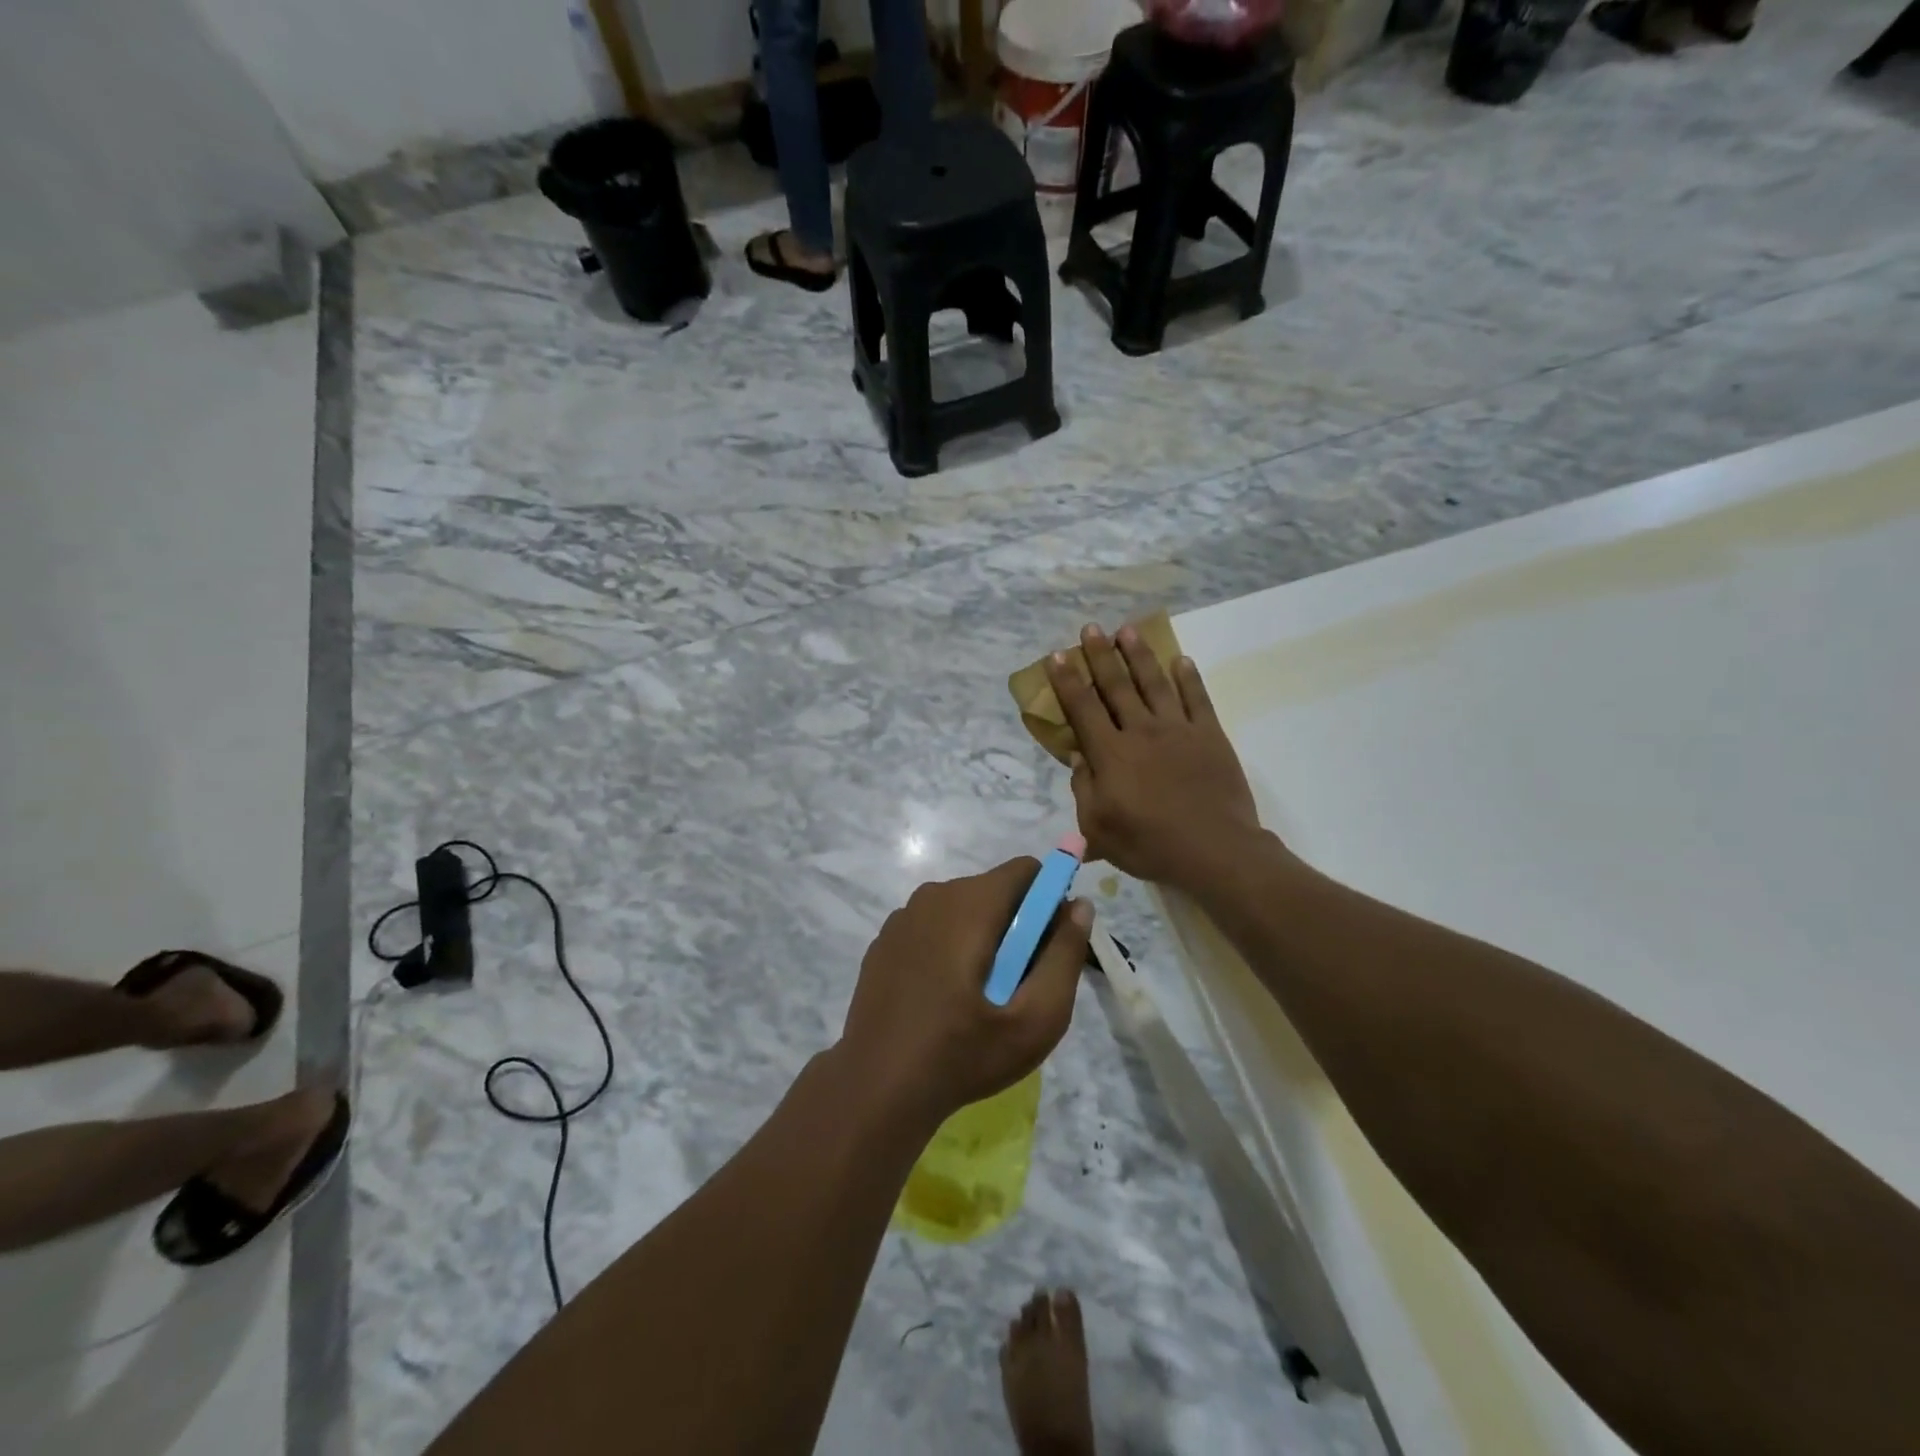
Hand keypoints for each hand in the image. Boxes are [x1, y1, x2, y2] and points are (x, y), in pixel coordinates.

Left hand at [839, 859, 1092, 1127]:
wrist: (877, 1086)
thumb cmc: (963, 1054)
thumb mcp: (1035, 1018)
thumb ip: (1064, 955)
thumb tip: (1079, 905)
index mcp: (971, 903)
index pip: (1026, 870)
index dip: (1049, 899)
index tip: (1049, 945)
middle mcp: (934, 895)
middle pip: (995, 890)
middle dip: (1016, 925)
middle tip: (1018, 985)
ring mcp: (903, 916)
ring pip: (963, 908)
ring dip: (982, 937)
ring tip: (980, 997)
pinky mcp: (885, 940)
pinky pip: (933, 926)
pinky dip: (949, 947)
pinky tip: (943, 998)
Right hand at [1045, 623, 1266, 892]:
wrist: (1215, 851)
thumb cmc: (1149, 845)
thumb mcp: (1098, 828)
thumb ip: (1084, 789)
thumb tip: (1079, 757)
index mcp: (1111, 754)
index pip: (1083, 708)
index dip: (1068, 681)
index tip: (1058, 656)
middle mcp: (1141, 731)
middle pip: (1117, 686)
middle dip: (1101, 655)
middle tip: (1091, 628)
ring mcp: (1179, 730)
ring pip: (1155, 683)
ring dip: (1140, 655)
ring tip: (1128, 630)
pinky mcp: (1210, 736)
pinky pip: (1197, 699)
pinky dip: (1189, 678)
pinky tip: (1181, 660)